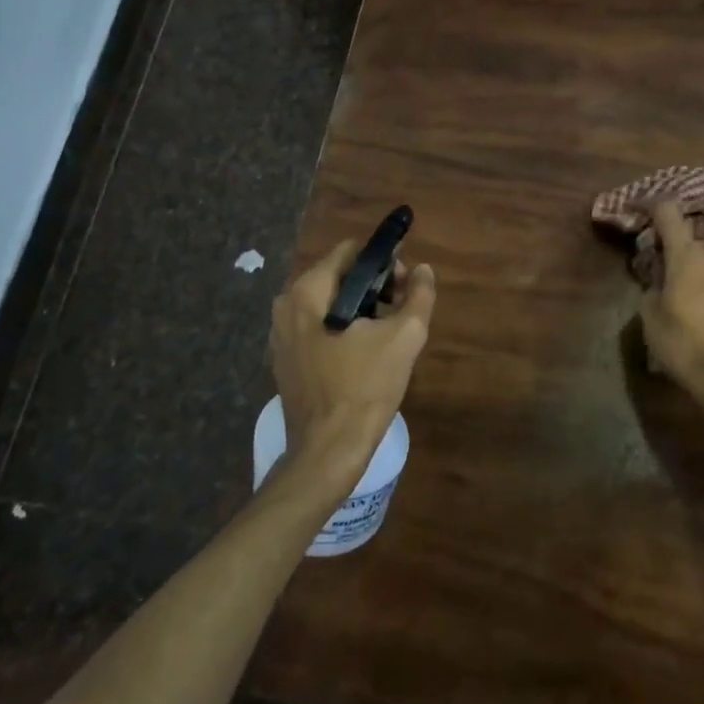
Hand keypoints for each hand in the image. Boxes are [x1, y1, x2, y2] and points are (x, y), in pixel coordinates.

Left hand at [272, 242, 435, 495]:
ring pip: (329, 303)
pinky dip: (343, 329)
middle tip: (401, 311)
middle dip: (374, 286)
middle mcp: (286, 305)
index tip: (405, 284)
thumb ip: (418, 295)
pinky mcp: (285, 359)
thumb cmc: (365, 387)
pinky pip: (318, 327)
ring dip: (361, 309)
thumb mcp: (404, 336)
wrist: (328, 451)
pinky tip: (364, 354)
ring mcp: (281, 334)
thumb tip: (422, 269)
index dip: (384, 261)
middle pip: (339, 276)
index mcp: (308, 291)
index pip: (351, 252)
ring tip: (387, 334)